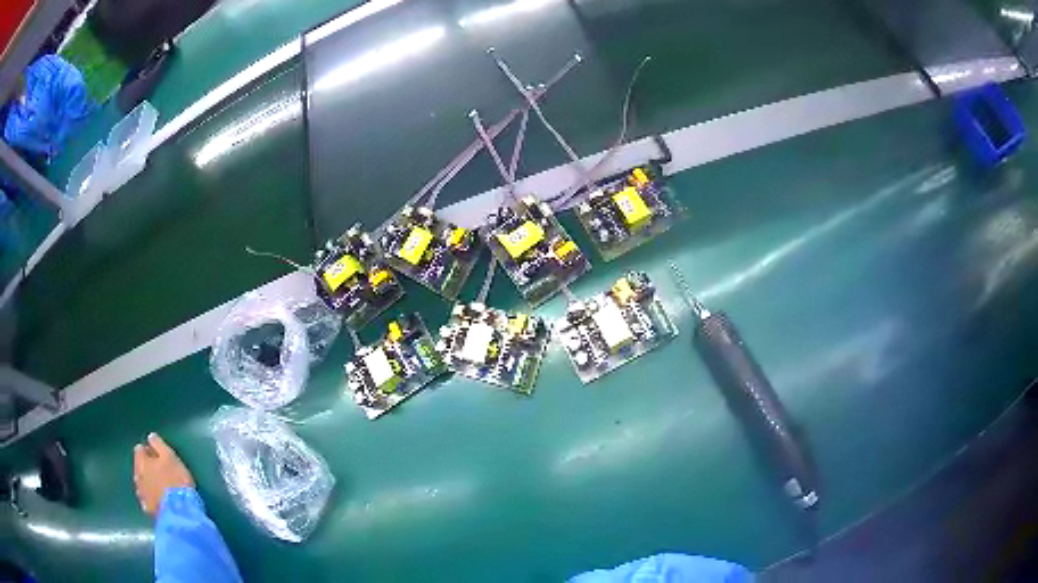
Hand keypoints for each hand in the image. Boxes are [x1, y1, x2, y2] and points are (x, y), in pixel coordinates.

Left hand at [133, 433, 194, 515]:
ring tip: (159, 486)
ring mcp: (142, 494)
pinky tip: (157, 500)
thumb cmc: (176, 480)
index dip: (148, 451)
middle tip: (159, 471)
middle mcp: (138, 476)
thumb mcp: (170, 457)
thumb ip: (158, 444)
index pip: (139, 450)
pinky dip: (150, 498)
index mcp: (142, 461)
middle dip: (146, 468)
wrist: (179, 511)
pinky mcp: (148, 509)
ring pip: (142, 484)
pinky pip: (146, 500)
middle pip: (139, 467)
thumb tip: (150, 436)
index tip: (158, 455)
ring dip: (147, 483)